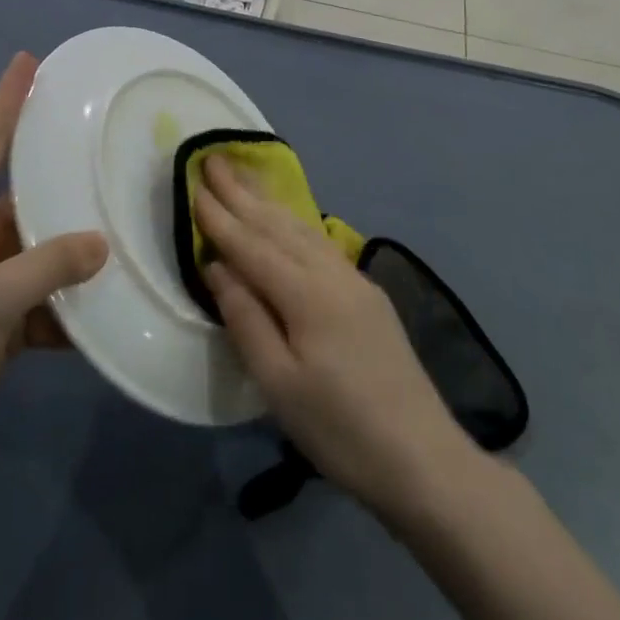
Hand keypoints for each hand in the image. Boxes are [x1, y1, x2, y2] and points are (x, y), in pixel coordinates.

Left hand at [0, 53, 107, 465]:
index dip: (7, 99)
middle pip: (28, 195)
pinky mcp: (3, 319)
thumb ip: (46, 267)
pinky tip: (112, 307)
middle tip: (110, 151)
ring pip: (44, 250)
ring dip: (78, 250)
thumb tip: (103, 241)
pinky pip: (49, 300)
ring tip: (128, 230)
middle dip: (64, 179)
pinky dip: (74, 306)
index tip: (28, 60)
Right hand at [196, 157, 472, 514]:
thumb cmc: (341, 429)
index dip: (220, 218)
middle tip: (215, 159)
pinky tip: (288, 221)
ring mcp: (355, 281)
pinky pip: (320, 244)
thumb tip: (218, 267)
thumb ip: (245, 319)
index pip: (252, 246)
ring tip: (244, 178)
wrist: (424, 460)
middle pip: (278, 226)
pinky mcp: (369, 295)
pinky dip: (295, 224)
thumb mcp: (279, 384)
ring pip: (302, 230)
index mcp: (307, 294)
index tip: (194, 184)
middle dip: (242, 193)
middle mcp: (332, 274)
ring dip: (268, 203)